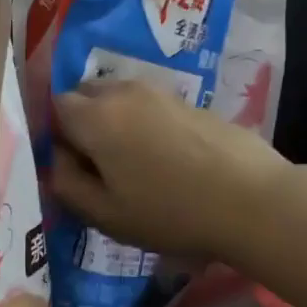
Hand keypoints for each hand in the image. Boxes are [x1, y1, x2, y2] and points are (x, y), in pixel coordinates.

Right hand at [51, 81, 292, 260]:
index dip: (56, 135)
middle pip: (86, 94)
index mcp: (96, 116)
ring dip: (115, 122)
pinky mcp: (190, 101)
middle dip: (82, 122)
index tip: (72, 167)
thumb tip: (58, 159)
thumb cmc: (170, 213)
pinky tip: (166, 159)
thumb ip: (66, 184)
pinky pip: (149, 105)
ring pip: (119, 98)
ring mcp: (161, 92)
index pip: (55, 107)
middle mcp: (124, 92)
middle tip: (98, 166)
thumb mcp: (105, 214)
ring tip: (133, 164)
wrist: (252, 200)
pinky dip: (144, 124)